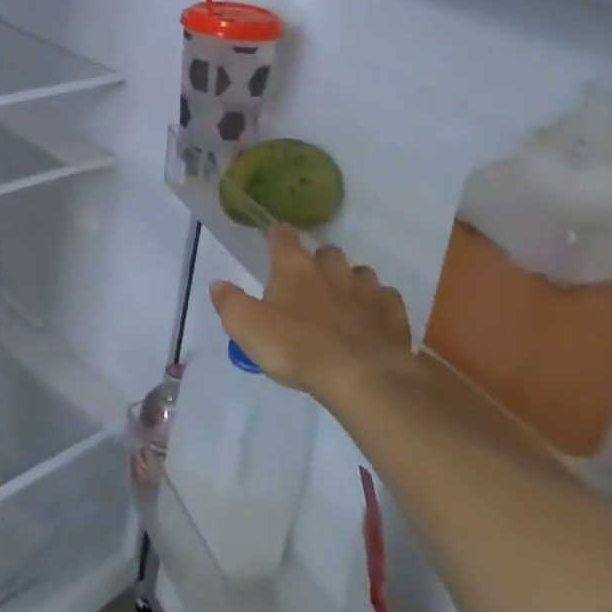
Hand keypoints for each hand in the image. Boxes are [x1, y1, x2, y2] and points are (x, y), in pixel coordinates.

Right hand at [211, 226, 413, 405]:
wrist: (360, 376)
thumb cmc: (295, 347)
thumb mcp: (246, 326)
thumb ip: (230, 303)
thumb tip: (218, 285)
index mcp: (293, 269)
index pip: (283, 237)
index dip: (277, 235)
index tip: (274, 236)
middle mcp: (332, 271)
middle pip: (327, 251)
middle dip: (319, 260)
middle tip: (310, 279)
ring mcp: (367, 292)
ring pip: (361, 273)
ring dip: (351, 281)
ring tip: (344, 299)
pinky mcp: (393, 316)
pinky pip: (387, 300)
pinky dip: (379, 305)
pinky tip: (373, 320)